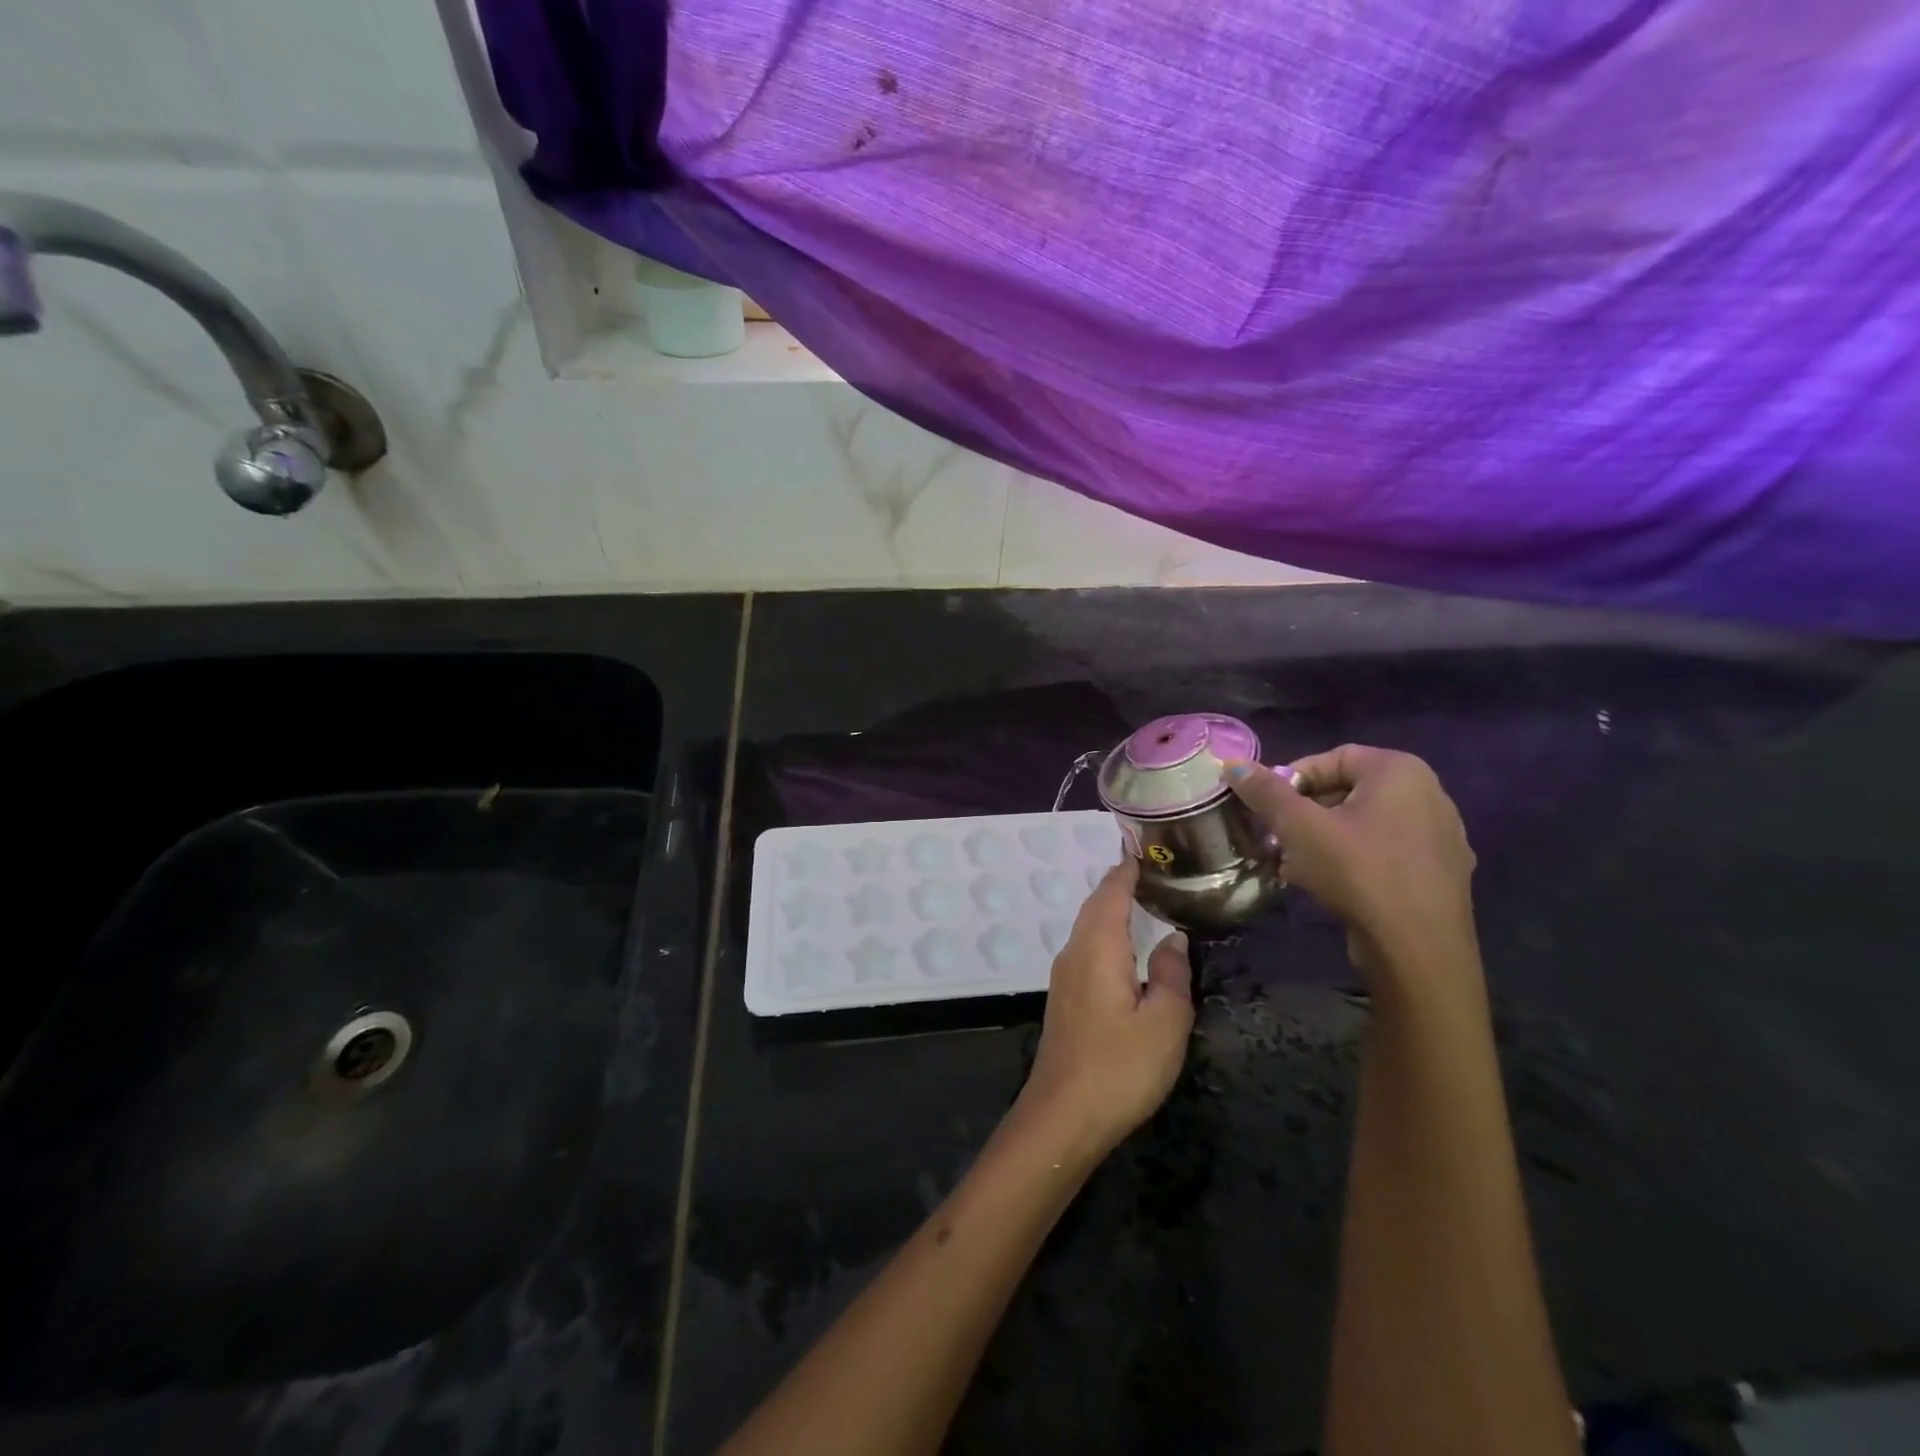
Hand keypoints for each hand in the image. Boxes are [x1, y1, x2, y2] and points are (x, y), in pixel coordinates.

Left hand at [1016, 857, 1192, 1158]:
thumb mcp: (1164, 1023)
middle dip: (1122, 886)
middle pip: (1096, 905)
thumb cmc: (1119, 1067)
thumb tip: (1173, 940)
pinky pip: (1087, 949)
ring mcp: (1065, 976)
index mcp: (1097, 947)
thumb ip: (1172, 976)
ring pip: (1089, 928)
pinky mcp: (1065, 998)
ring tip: (1147, 903)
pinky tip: (1127, 949)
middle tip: (1157, 873)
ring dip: (1113, 911)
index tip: (1149, 849)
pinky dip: (1107, 935)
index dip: (1128, 870)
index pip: (1111, 892)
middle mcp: (1074, 952)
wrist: (1063, 1116)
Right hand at [1225, 746, 1477, 982]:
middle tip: (1275, 839)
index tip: (1266, 809)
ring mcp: (1441, 836)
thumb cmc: (1358, 872)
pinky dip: (1352, 860)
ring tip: (1292, 866)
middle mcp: (1429, 794)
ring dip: (1323, 839)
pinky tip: (1326, 885)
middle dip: (1304, 814)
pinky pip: (1385, 852)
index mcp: (1400, 771)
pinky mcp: (1441, 873)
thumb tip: (1232, 764)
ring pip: (1364, 824)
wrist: (1418, 950)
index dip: (1291, 780)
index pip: (1331, 758)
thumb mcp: (1299, 827)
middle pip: (1347, 791)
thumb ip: (1266, 791)